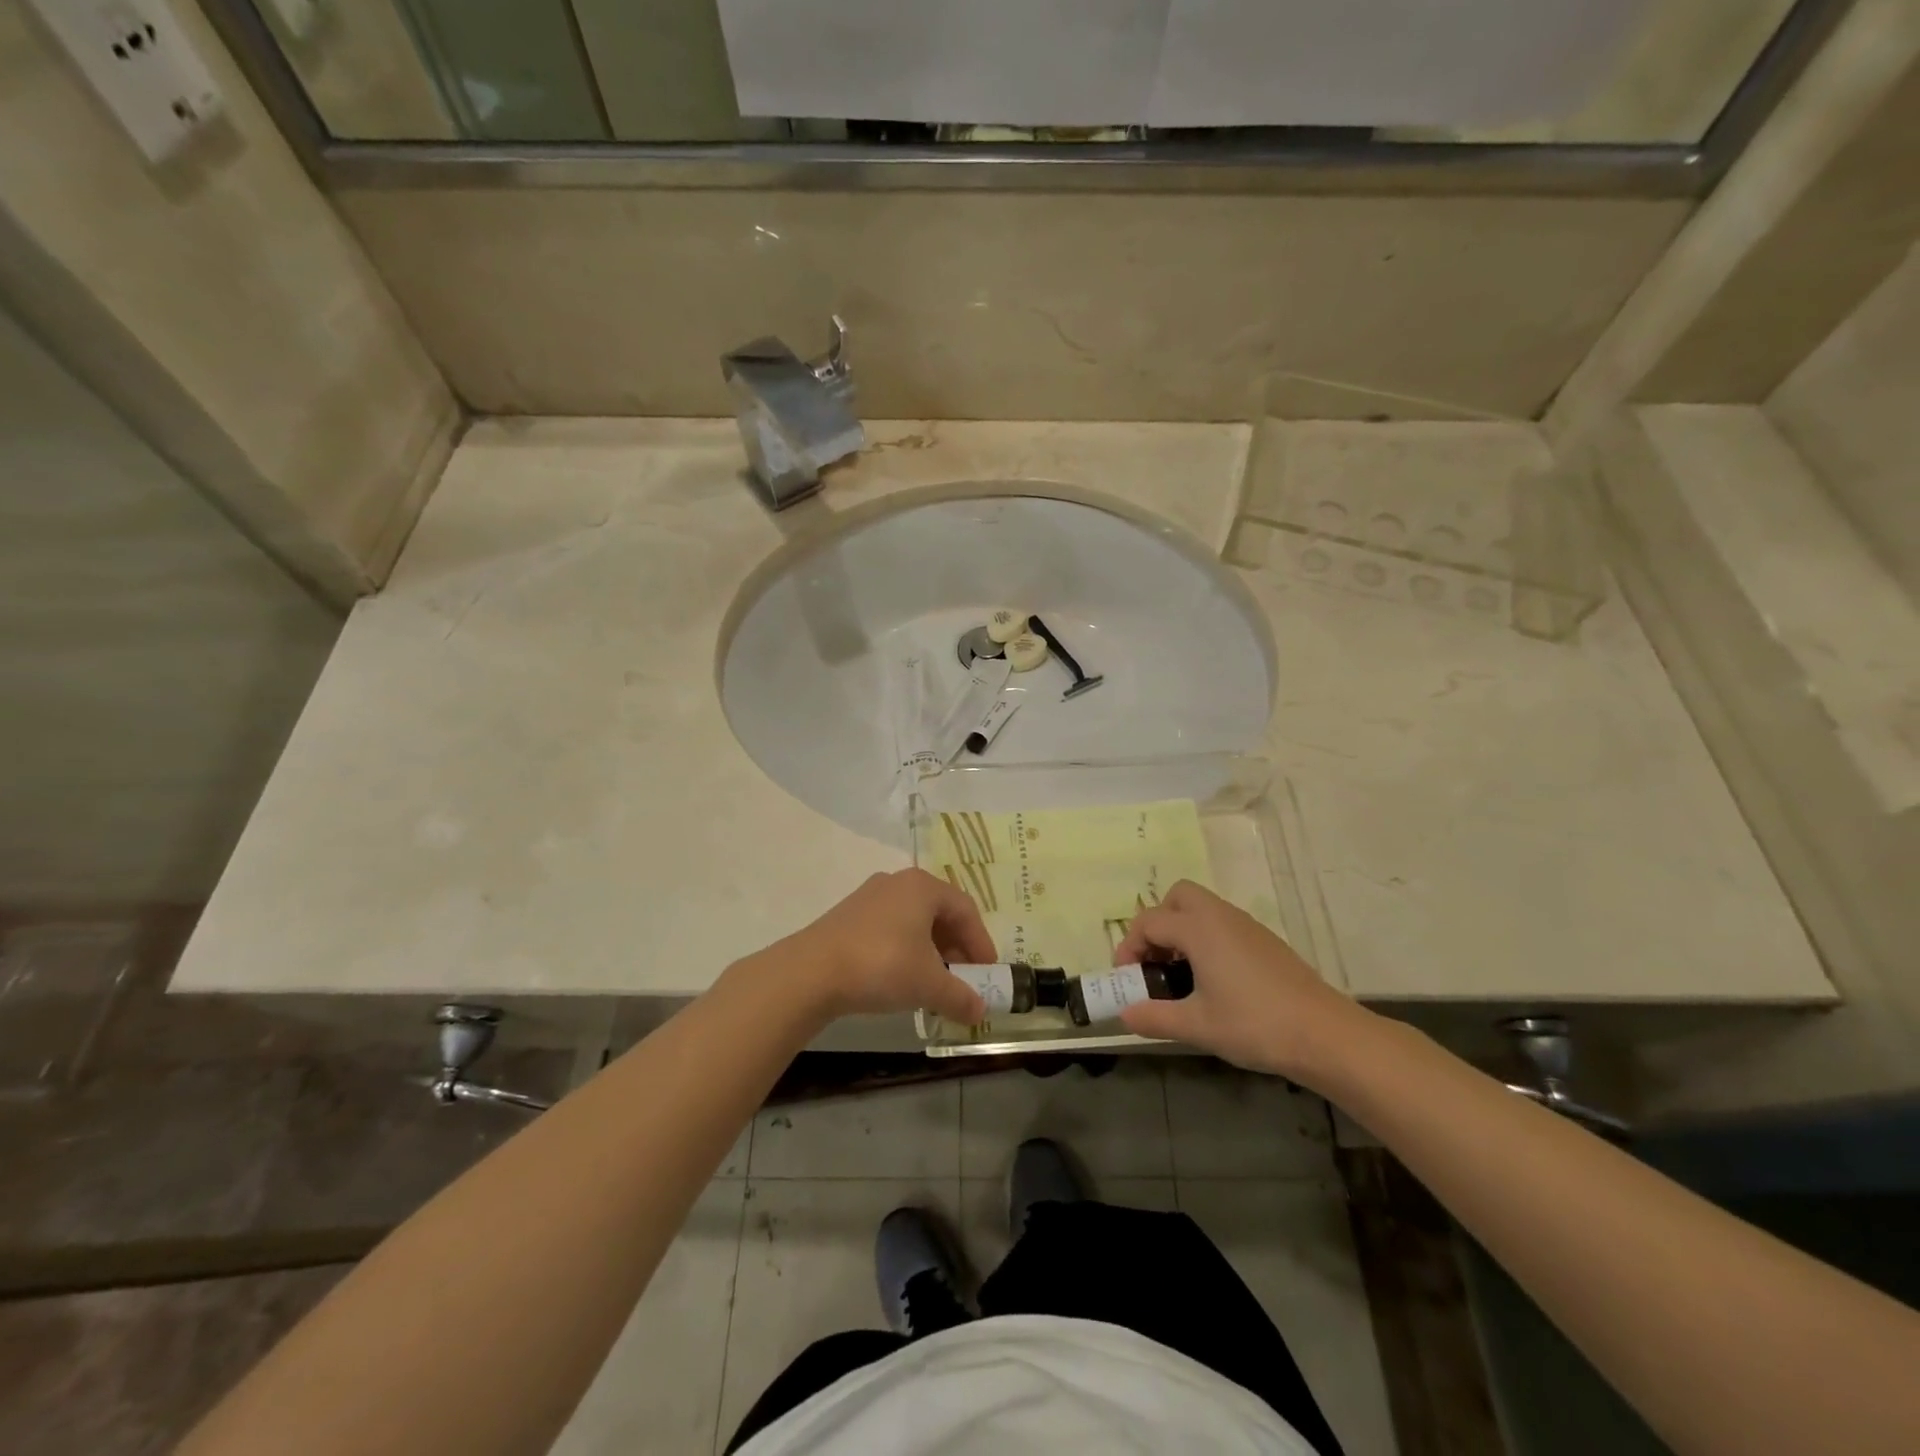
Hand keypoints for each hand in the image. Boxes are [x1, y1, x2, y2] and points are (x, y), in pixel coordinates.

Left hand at [784, 869, 995, 1023]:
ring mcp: (870, 897)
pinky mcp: (848, 916)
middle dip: (956, 947)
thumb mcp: (929, 985)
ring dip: (931, 950)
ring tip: (934, 982)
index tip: (988, 972)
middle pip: (939, 912)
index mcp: (923, 886)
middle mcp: (898, 882)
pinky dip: (905, 950)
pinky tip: (902, 978)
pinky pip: (890, 928)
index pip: (966, 909)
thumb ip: (960, 996)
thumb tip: (980, 1012)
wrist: (811, 972)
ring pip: (913, 920)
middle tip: (963, 977)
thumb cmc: (882, 965)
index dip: (981, 942)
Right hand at [1113, 880, 1371, 1082]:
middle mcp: (1220, 916)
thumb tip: (1124, 1015)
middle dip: (1158, 922)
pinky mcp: (1265, 941)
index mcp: (1199, 928)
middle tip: (1155, 961)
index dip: (1130, 947)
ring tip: (1180, 974)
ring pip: (1203, 908)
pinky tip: (1213, 979)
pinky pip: (1223, 924)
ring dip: (1182, 930)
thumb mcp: (1197, 1026)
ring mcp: (1246, 926)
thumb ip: (1154, 1017)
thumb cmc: (1254, 1024)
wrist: (1325, 1035)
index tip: (1127, 979)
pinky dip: (1206, 938)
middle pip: (1178, 897)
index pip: (1149, 922)